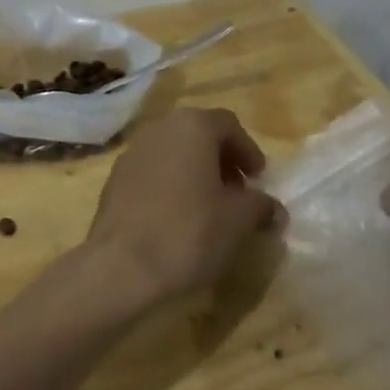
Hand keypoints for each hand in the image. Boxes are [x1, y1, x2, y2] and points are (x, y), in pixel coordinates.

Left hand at [85, 108, 281, 305]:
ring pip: (173, 152)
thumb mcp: (238, 222)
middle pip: (199, 134)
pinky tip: (176, 218)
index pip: (229, 125)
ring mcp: (132, 151)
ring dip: (195, 172)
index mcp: (192, 126)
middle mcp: (160, 128)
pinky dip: (170, 184)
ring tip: (208, 208)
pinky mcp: (115, 178)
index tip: (259, 179)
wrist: (121, 265)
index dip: (248, 151)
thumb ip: (260, 207)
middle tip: (237, 193)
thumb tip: (274, 208)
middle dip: (221, 160)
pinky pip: (152, 171)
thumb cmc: (189, 233)